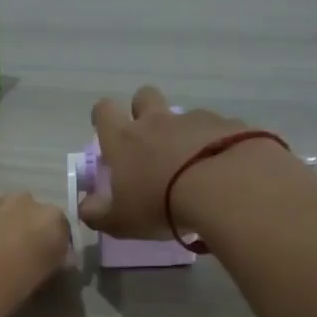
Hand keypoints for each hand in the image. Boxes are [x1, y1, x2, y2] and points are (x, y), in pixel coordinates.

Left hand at [0, 194, 70, 316]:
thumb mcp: (33, 287)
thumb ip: (45, 265)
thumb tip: (47, 262)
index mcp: (50, 223)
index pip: (62, 234)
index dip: (52, 253)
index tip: (42, 272)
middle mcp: (22, 203)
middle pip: (30, 217)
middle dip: (24, 236)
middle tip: (12, 265)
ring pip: (0, 215)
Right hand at [78, 86, 254, 238]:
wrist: (224, 188)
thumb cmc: (160, 204)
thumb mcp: (120, 221)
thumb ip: (97, 214)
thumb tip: (86, 207)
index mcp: (125, 139)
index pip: (104, 110)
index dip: (103, 117)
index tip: (107, 131)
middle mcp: (158, 121)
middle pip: (145, 96)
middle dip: (143, 110)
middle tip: (149, 140)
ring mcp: (196, 119)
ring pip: (185, 116)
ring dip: (184, 133)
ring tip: (194, 165)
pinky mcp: (229, 125)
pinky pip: (219, 129)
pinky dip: (217, 144)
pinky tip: (223, 169)